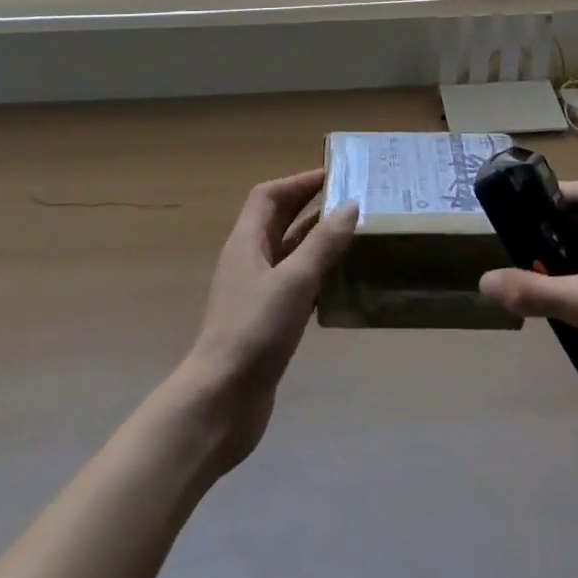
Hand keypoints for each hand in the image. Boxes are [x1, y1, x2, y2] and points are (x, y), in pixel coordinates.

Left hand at [177, 168, 357, 470]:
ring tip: (356, 236)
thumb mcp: (294, 280)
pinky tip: (343, 282)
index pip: (269, 195)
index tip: (335, 175)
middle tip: (353, 201)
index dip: (299, 181)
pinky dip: (318, 277)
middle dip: (312, 207)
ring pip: (290, 254)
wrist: (221, 401)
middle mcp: (249, 261)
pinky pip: (296, 285)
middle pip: (280, 221)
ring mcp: (256, 293)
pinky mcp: (267, 322)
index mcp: (246, 242)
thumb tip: (350, 205)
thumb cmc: (254, 330)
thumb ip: (323, 243)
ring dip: (318, 242)